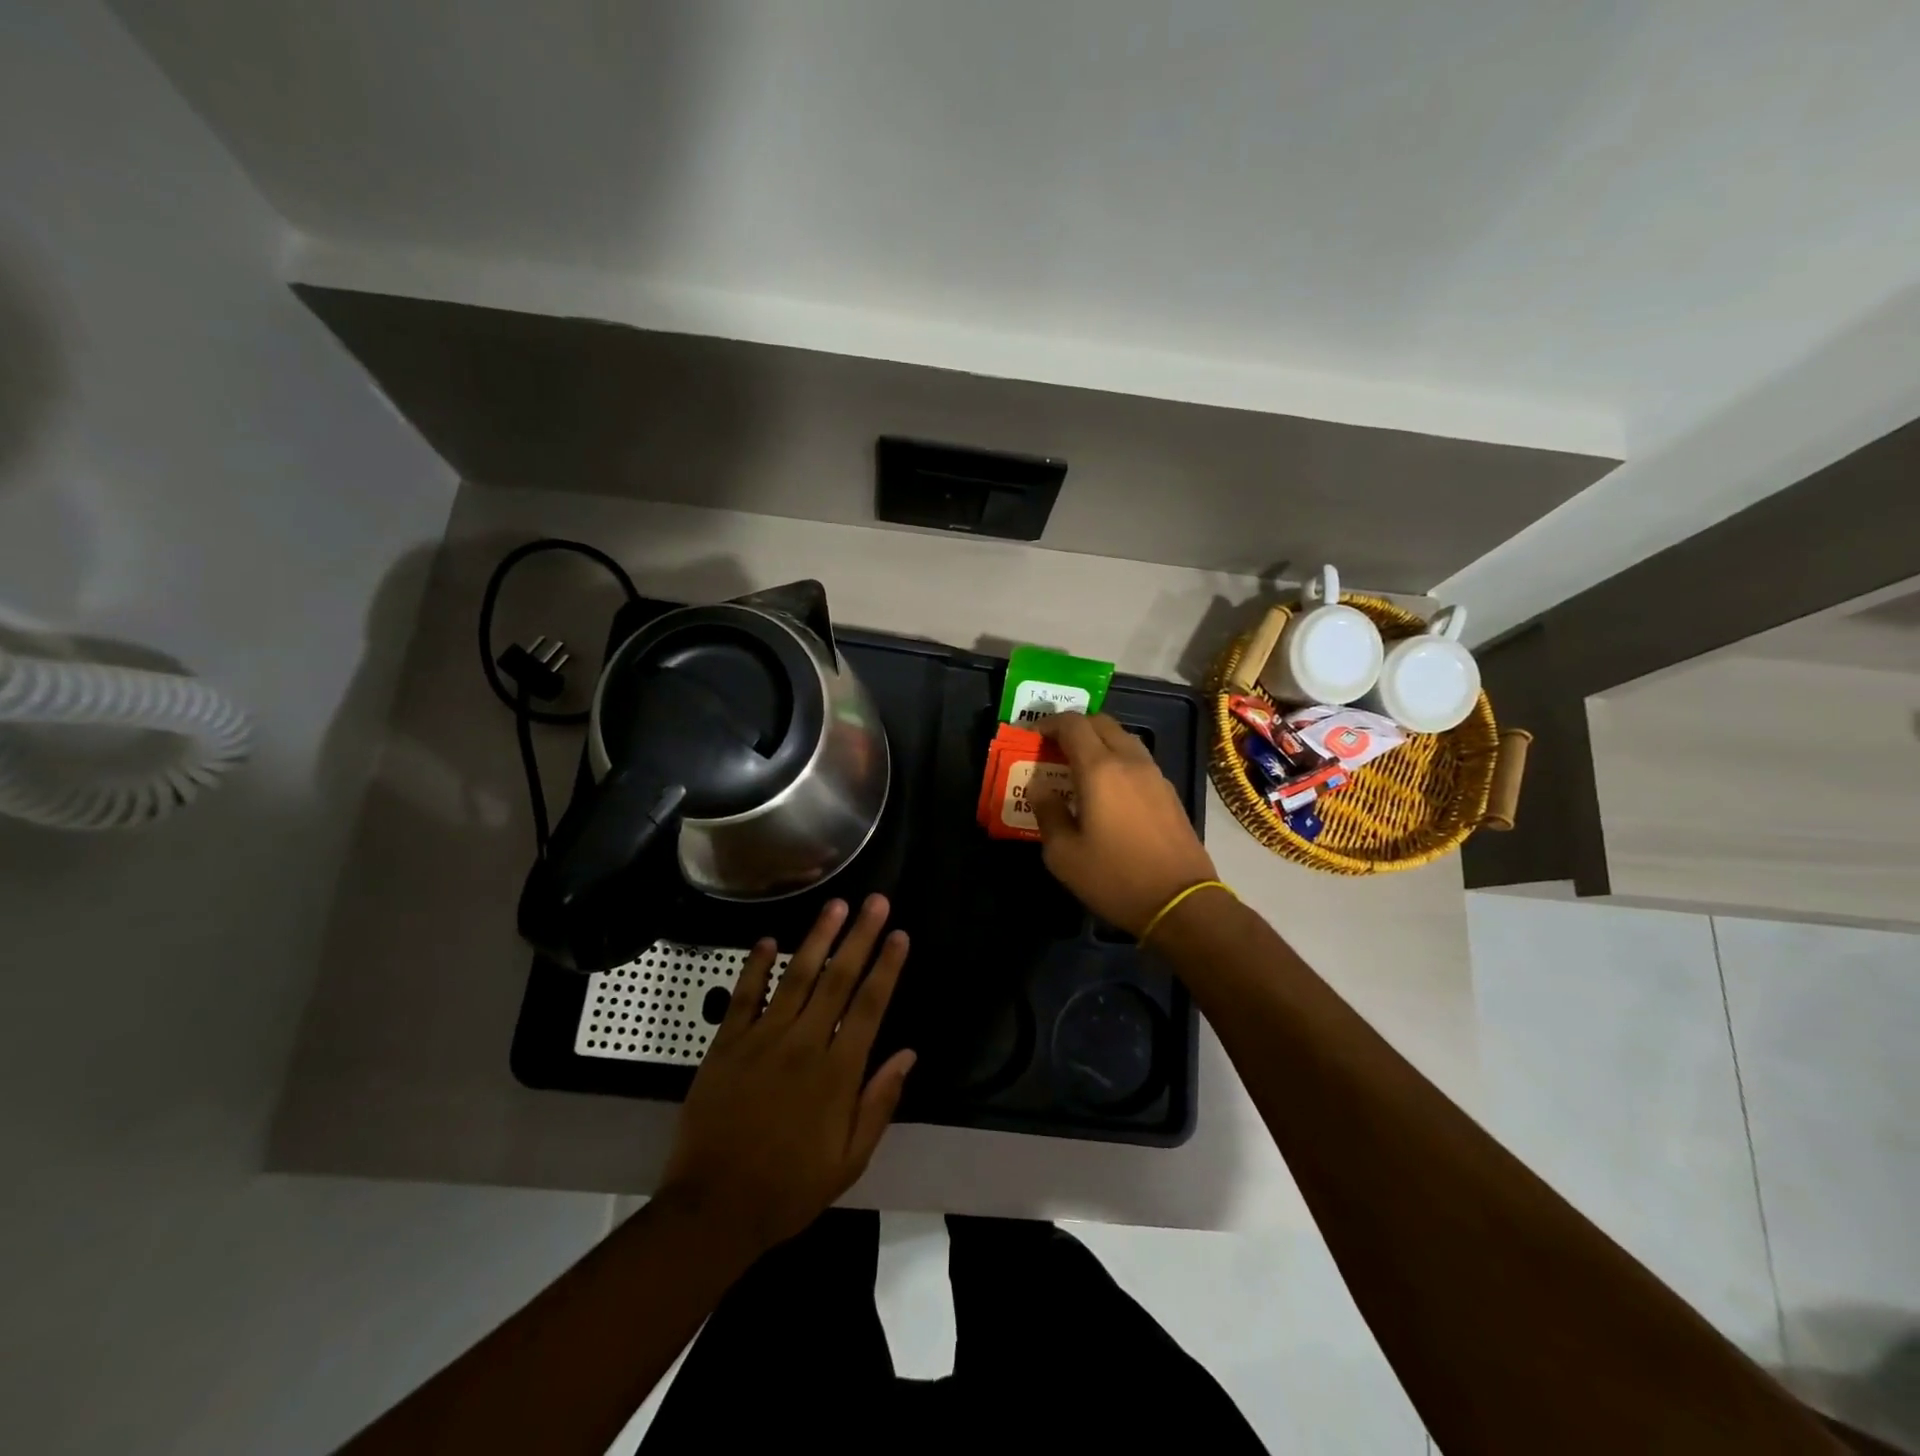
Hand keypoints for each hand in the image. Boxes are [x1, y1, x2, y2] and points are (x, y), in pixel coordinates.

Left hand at [658, 895, 914, 1256]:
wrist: (712, 1209)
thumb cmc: (789, 1188)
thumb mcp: (849, 1160)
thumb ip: (879, 1102)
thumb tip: (908, 1054)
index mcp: (837, 1073)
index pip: (870, 1006)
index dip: (887, 967)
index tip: (899, 934)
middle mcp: (803, 1044)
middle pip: (837, 979)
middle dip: (859, 937)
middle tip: (875, 901)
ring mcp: (762, 1040)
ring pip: (795, 977)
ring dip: (817, 937)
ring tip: (835, 904)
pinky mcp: (726, 1045)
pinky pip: (744, 996)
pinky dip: (756, 966)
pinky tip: (769, 940)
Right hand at [1030, 712, 1219, 935]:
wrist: (1180, 903)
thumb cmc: (1115, 878)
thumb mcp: (1064, 854)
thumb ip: (1047, 812)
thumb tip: (1039, 786)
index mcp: (1100, 769)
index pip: (1072, 724)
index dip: (1049, 723)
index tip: (1031, 737)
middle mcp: (1130, 761)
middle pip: (1101, 722)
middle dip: (1074, 727)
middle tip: (1053, 748)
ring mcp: (1154, 775)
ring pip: (1123, 738)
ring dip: (1098, 741)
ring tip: (1078, 767)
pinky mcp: (1169, 792)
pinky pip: (1137, 759)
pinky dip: (1117, 759)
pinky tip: (1107, 789)